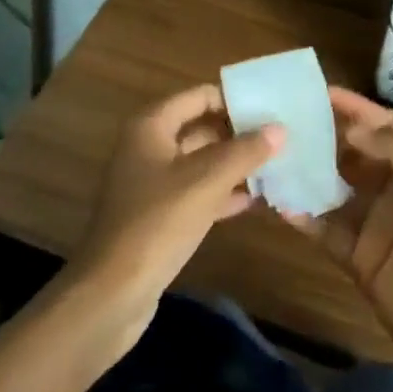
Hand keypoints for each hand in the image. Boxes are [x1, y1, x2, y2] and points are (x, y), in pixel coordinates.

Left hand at [70, 84, 283, 352]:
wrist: (111, 295)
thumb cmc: (157, 223)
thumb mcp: (206, 181)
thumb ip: (244, 152)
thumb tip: (280, 128)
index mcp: (152, 125)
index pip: (200, 96)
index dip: (234, 99)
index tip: (271, 107)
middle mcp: (149, 146)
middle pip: (202, 127)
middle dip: (239, 133)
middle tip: (281, 137)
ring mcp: (152, 182)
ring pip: (201, 162)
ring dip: (235, 164)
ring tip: (277, 165)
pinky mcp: (158, 216)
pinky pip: (196, 192)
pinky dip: (222, 193)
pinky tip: (255, 200)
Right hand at [288, 87, 392, 391]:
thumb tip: (352, 124)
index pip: (386, 125)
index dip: (356, 107)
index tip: (319, 90)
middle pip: (356, 152)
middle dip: (325, 135)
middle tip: (285, 118)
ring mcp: (377, 224)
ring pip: (336, 187)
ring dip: (309, 172)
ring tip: (273, 153)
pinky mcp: (359, 258)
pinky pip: (326, 229)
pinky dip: (303, 215)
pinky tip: (277, 200)